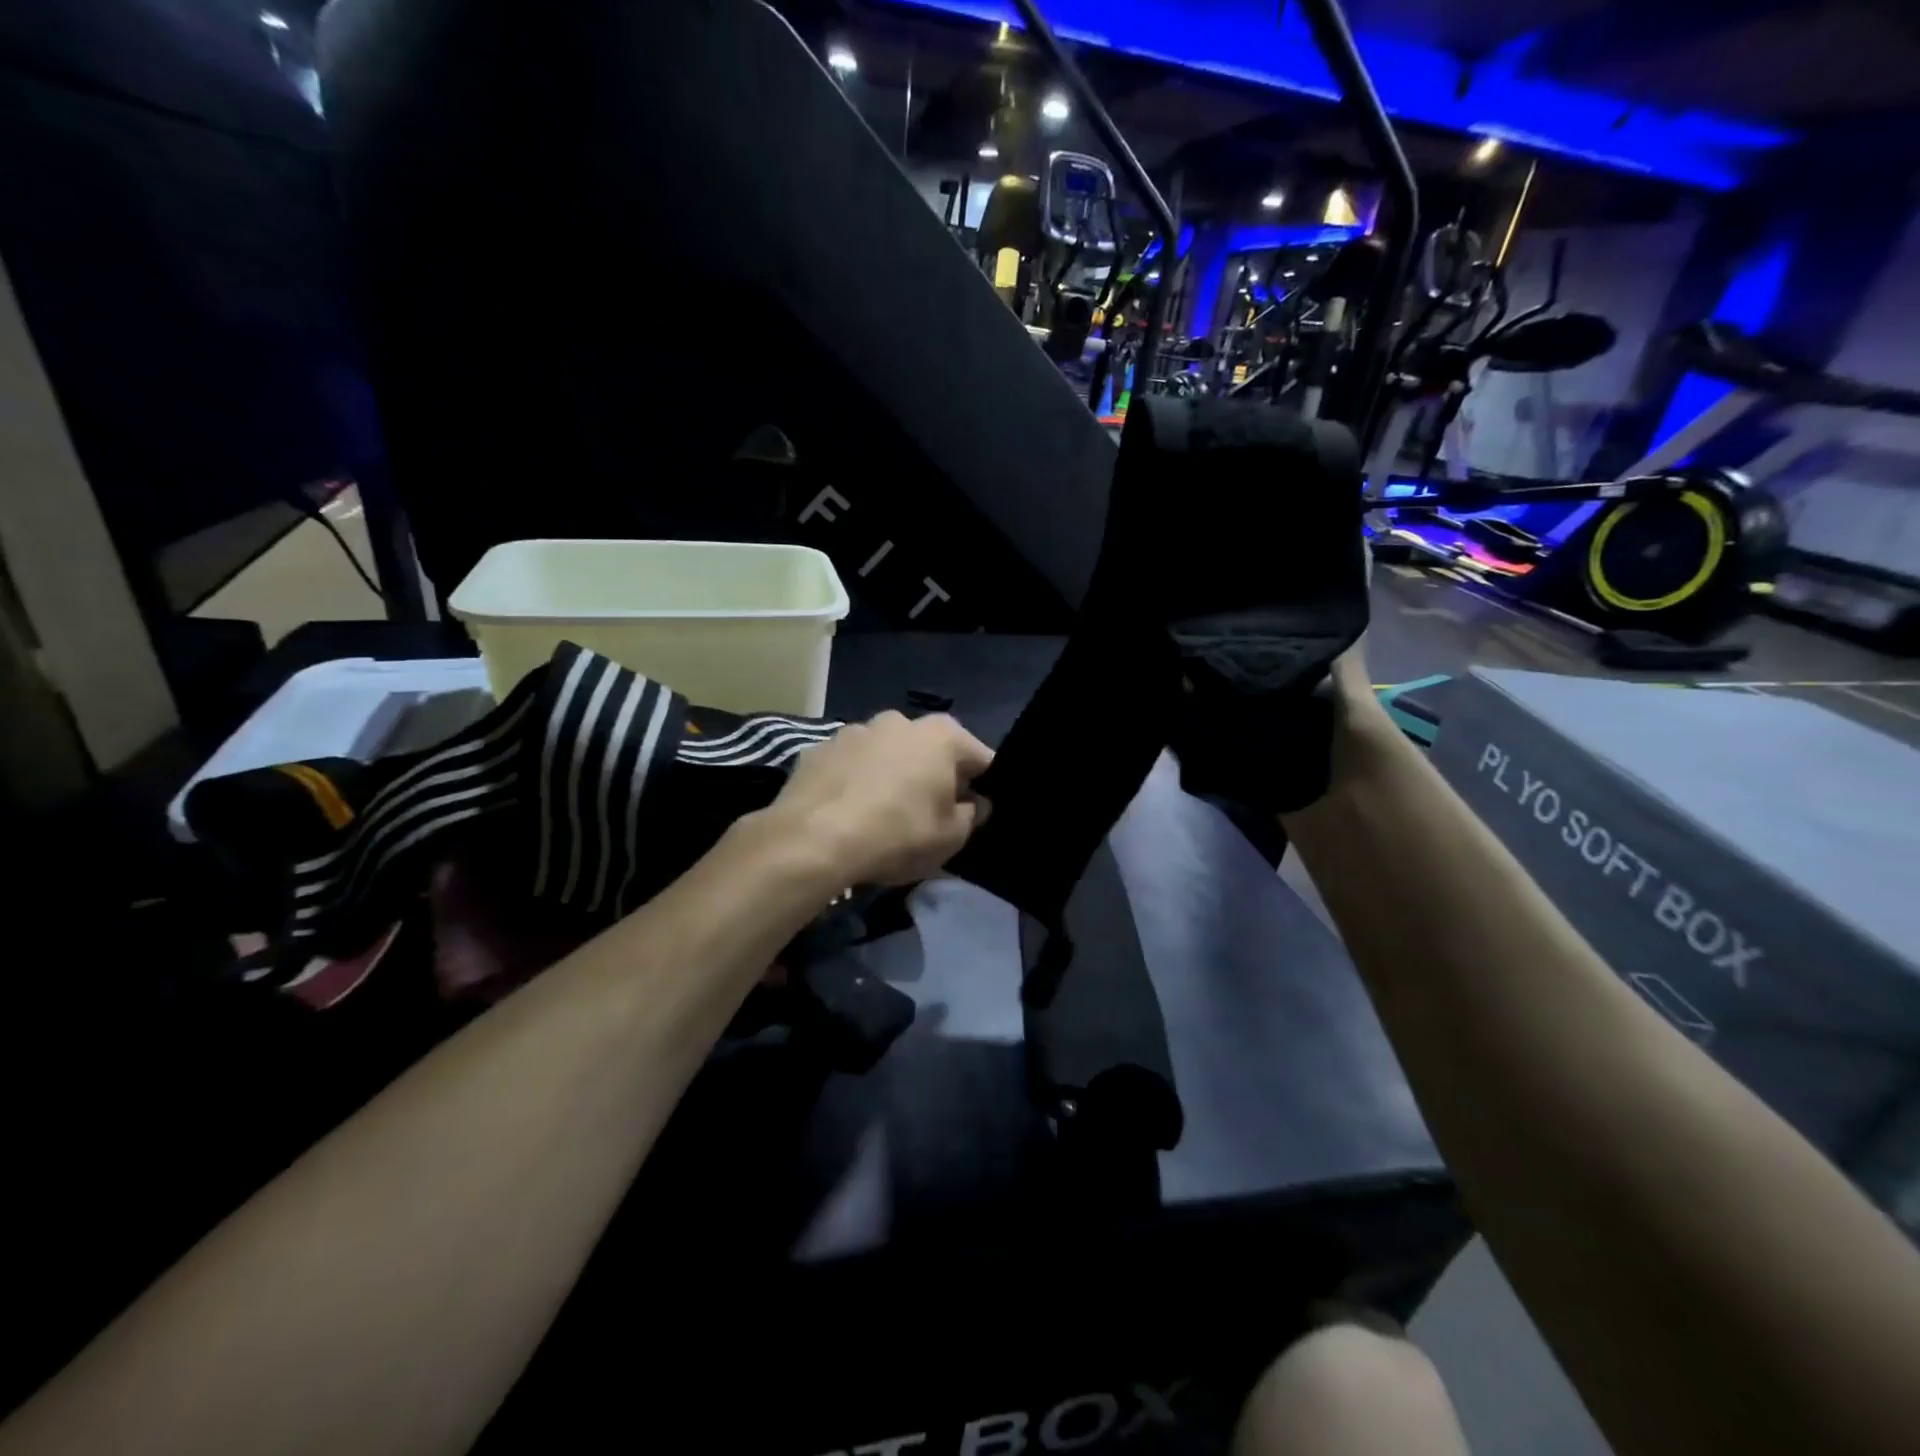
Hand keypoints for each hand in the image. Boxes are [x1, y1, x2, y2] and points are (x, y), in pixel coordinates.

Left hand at [768, 712, 993, 885]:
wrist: (813, 839)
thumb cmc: (897, 833)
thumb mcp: (950, 838)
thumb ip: (971, 816)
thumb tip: (975, 803)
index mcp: (941, 735)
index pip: (979, 757)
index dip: (983, 786)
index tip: (976, 812)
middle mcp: (899, 720)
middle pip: (930, 750)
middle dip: (934, 776)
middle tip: (930, 814)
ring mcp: (854, 731)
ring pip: (887, 754)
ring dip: (892, 775)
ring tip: (883, 814)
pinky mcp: (819, 749)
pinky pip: (851, 766)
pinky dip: (856, 782)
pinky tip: (849, 813)